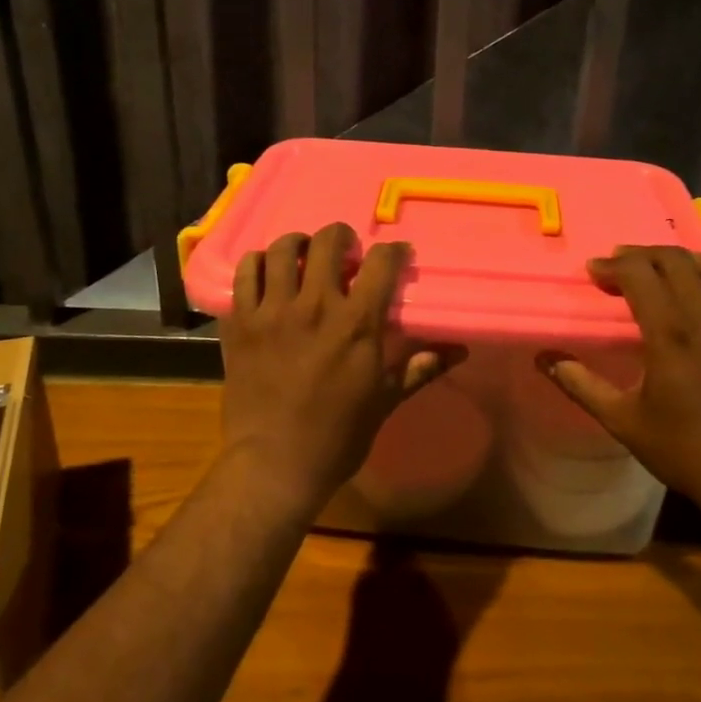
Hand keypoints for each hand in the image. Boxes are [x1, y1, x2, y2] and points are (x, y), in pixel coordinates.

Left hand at [219, 223, 455, 516]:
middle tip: (344, 251)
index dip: (392, 251)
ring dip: (297, 244)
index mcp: (357, 323)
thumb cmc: (338, 436)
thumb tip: (460, 350)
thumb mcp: (386, 400)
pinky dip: (256, 264)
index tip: (395, 254)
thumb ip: (421, 367)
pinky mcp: (240, 323)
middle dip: (341, 237)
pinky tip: (265, 272)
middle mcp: (314, 306)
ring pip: (281, 249)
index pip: (381, 263)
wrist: (275, 464)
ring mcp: (272, 311)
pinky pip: (244, 273)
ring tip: (302, 255)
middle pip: (327, 242)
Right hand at [541, 246, 700, 511]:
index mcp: (671, 332)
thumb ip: (580, 384)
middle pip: (674, 260)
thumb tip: (544, 358)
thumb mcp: (622, 420)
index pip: (639, 274)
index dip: (612, 265)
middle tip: (618, 266)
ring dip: (683, 258)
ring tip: (662, 269)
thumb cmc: (683, 448)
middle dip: (641, 255)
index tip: (593, 272)